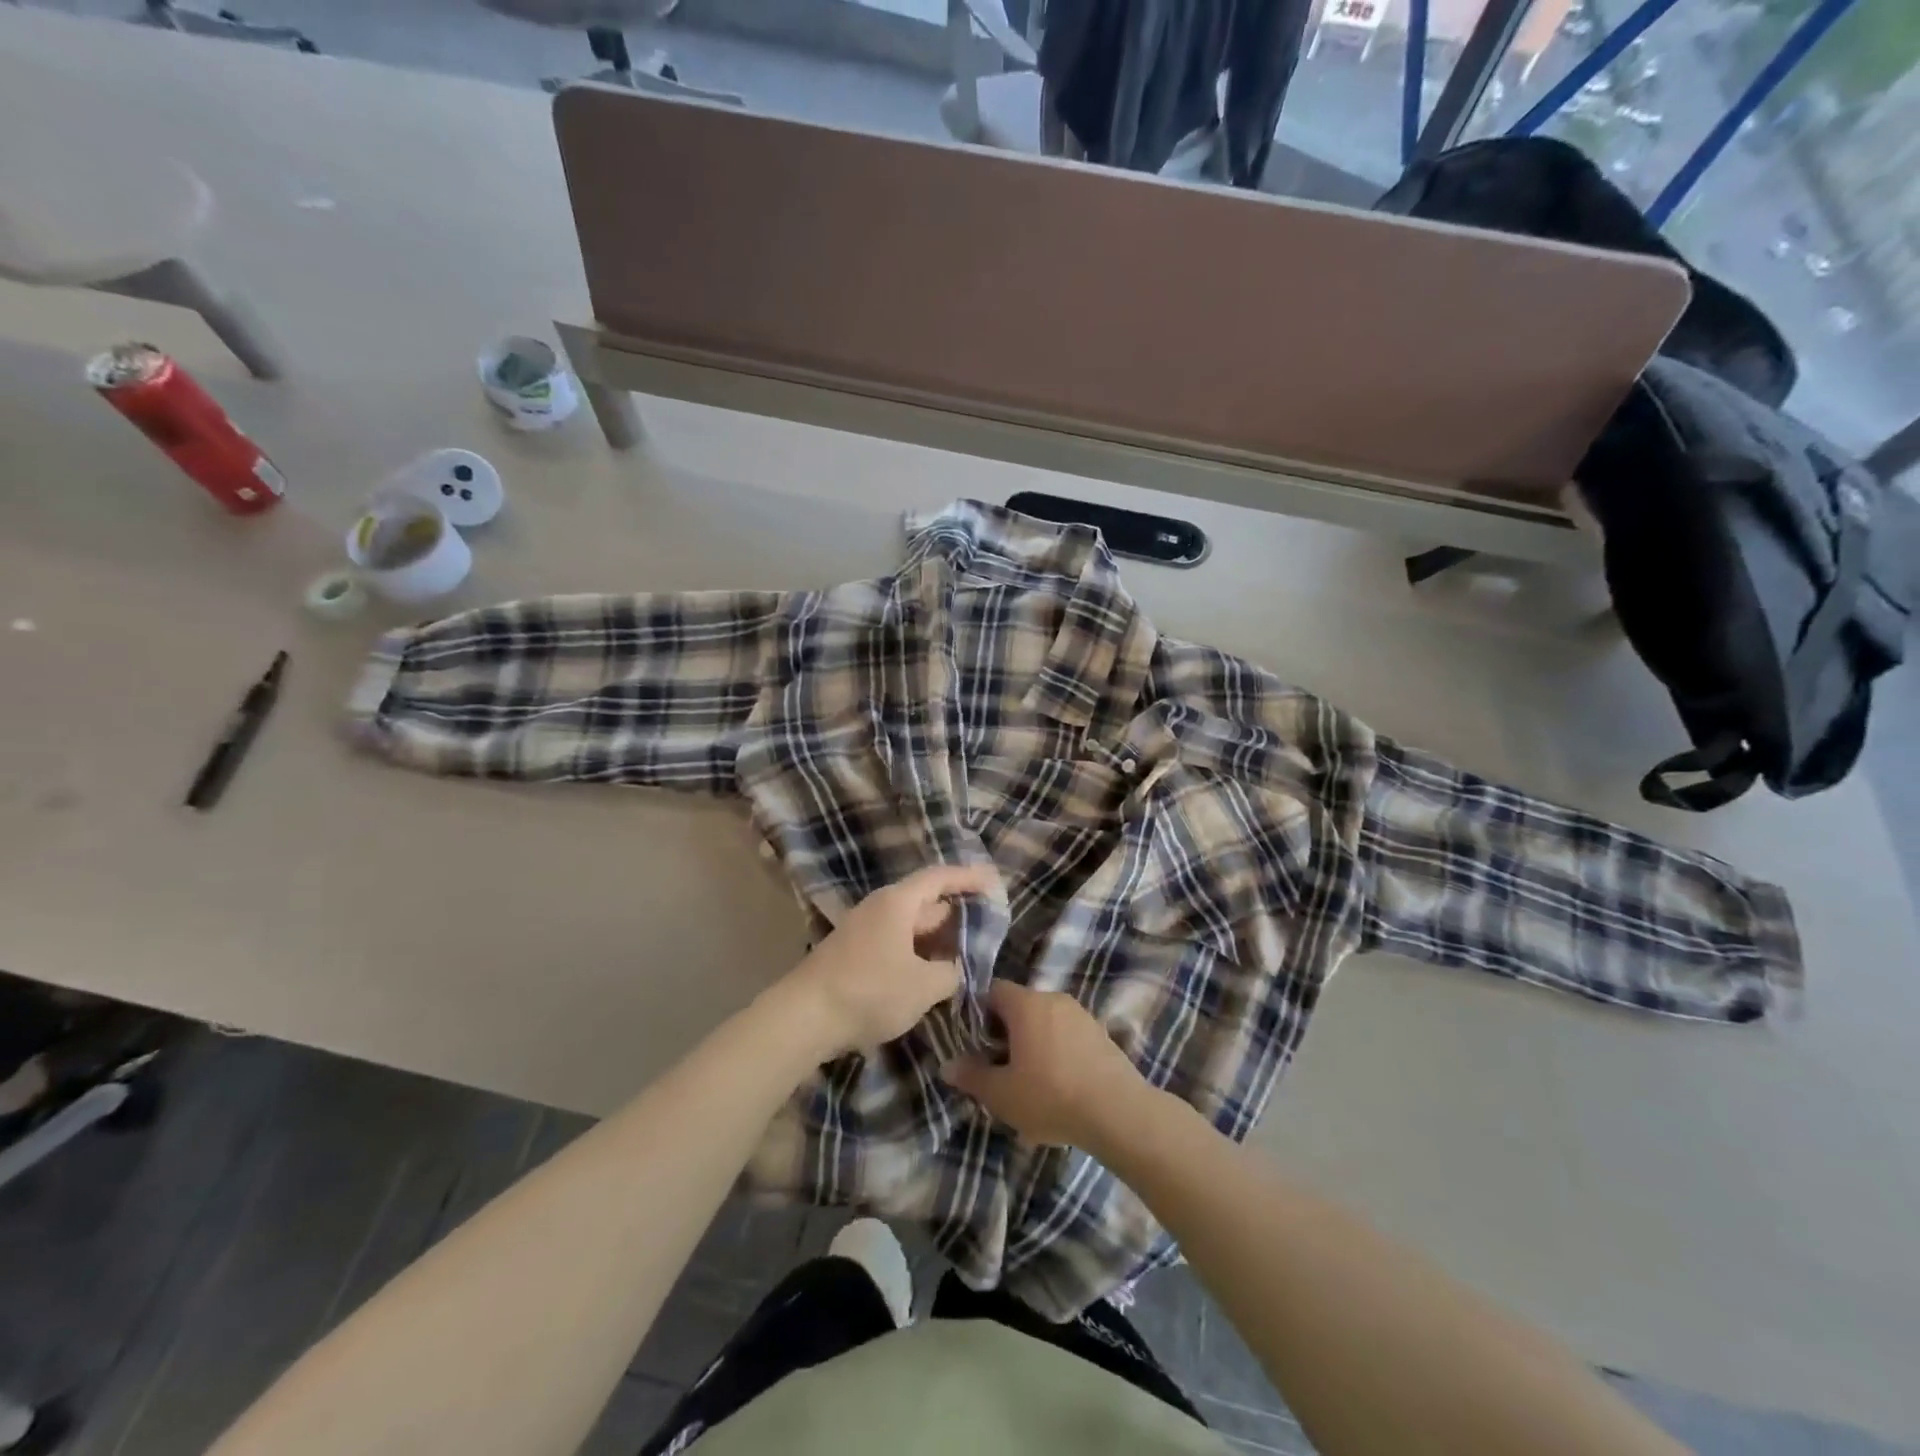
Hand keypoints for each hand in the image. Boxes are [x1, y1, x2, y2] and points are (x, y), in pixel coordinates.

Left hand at [778, 862, 1003, 1059]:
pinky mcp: (855, 954)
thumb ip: (950, 972)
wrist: (804, 1018)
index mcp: (898, 903)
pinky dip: (918, 953)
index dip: (969, 877)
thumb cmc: (870, 991)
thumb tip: (954, 968)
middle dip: (957, 913)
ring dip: (937, 938)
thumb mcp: (923, 986)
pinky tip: (932, 974)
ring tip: (966, 954)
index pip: (940, 878)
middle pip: (926, 901)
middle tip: (988, 926)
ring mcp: (865, 931)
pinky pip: (897, 944)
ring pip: (911, 926)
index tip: (995, 882)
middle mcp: (881, 908)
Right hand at [941, 980, 1147, 1151]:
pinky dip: (1057, 1051)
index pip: (993, 990)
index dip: (978, 1012)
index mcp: (1026, 1004)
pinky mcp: (1101, 1033)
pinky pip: (1067, 1035)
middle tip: (999, 1066)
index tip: (975, 1042)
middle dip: (1006, 1032)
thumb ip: (972, 1076)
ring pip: (1045, 1021)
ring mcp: (1081, 1014)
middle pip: (1020, 1006)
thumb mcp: (1002, 1094)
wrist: (1118, 1112)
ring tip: (1029, 1081)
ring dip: (1033, 1043)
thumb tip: (947, 1065)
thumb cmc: (1051, 1096)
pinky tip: (1059, 1085)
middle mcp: (1053, 999)